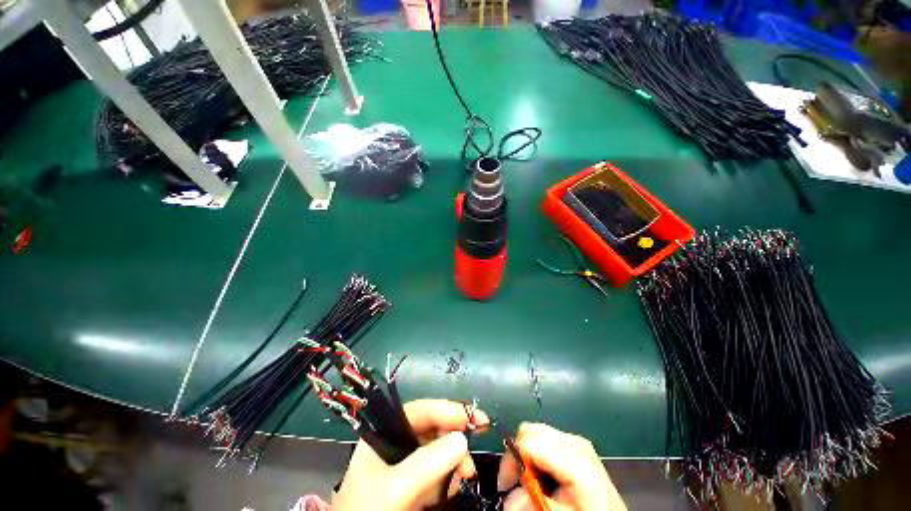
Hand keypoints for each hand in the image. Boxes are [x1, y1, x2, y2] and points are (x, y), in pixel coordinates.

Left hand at [332, 399, 488, 510]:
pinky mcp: (412, 485)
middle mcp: (395, 443)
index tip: (476, 416)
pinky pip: (437, 472)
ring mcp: (404, 465)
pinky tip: (455, 486)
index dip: (448, 409)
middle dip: (454, 438)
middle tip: (475, 445)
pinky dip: (449, 477)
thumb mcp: (395, 488)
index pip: (421, 411)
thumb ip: (427, 463)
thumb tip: (462, 438)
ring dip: (455, 460)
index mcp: (384, 433)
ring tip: (466, 474)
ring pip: (438, 451)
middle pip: (432, 430)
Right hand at [498, 423, 625, 510]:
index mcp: (575, 457)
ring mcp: (575, 440)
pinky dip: (536, 455)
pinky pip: (545, 439)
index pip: (529, 440)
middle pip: (531, 431)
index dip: (512, 459)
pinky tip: (543, 476)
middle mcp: (574, 440)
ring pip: (536, 433)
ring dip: (526, 456)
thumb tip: (508, 498)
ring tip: (530, 482)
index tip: (505, 485)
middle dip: (517, 455)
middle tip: (515, 483)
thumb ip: (535, 503)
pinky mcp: (575, 444)